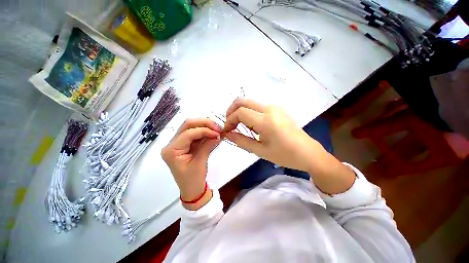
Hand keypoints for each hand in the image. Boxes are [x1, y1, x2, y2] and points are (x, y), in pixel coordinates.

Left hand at [161, 118, 220, 209]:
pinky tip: (213, 133)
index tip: (217, 133)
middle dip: (204, 123)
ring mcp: (178, 143)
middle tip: (217, 127)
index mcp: (171, 150)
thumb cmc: (193, 180)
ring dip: (205, 126)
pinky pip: (195, 134)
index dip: (204, 130)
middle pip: (187, 125)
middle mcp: (172, 144)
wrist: (191, 189)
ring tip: (217, 129)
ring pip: (191, 127)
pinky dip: (205, 132)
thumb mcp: (200, 162)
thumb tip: (218, 134)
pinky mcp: (185, 144)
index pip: (188, 133)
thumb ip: (208, 145)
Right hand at [224, 98, 355, 193]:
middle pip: (243, 101)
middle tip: (230, 124)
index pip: (240, 112)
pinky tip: (252, 125)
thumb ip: (241, 141)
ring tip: (240, 127)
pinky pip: (258, 106)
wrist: (308, 153)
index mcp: (266, 120)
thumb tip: (227, 134)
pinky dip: (249, 112)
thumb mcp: (260, 150)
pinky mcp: (278, 109)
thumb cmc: (285, 155)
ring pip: (250, 103)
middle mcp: (270, 109)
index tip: (227, 130)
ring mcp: (275, 107)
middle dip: (232, 111)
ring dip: (241, 112)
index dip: (229, 120)